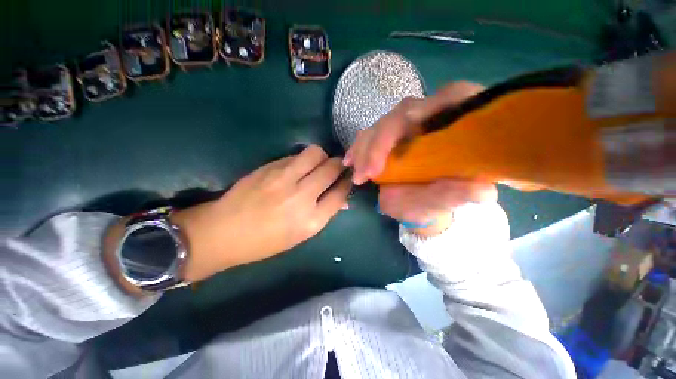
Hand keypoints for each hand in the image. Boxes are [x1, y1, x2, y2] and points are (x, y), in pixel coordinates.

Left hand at [105, 145, 351, 292]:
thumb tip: (342, 199)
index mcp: (311, 221)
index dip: (347, 182)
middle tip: (337, 166)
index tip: (348, 178)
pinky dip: (303, 159)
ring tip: (318, 164)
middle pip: (332, 168)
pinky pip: (296, 155)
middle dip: (340, 165)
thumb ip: (323, 213)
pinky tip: (298, 168)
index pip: (341, 193)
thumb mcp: (300, 235)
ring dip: (322, 156)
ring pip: (316, 153)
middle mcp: (301, 196)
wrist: (223, 232)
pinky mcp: (269, 167)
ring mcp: (284, 178)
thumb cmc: (265, 241)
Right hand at [344, 82, 496, 235]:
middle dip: (382, 140)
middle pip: (405, 111)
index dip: (432, 105)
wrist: (420, 203)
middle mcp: (431, 119)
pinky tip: (351, 161)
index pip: (453, 98)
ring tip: (357, 171)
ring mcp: (406, 127)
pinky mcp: (389, 136)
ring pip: (383, 123)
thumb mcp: (449, 202)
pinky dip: (359, 147)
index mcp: (457, 126)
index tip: (409, 125)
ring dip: (366, 146)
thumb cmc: (437, 202)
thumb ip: (462, 194)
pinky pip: (371, 134)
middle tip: (367, 171)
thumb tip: (482, 191)